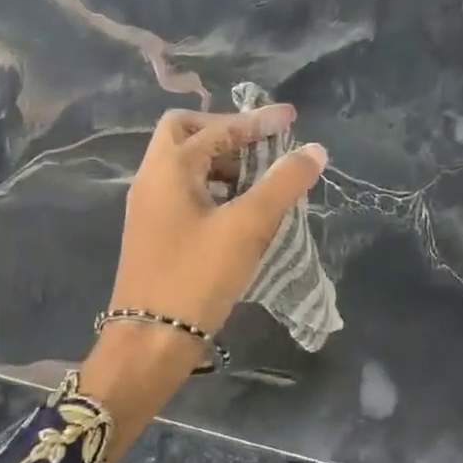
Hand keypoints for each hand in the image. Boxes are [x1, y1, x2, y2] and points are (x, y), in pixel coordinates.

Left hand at [82, 106, 327, 460]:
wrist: (149, 343)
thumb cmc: (197, 277)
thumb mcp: (248, 226)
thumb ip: (283, 184)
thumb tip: (314, 150)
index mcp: (168, 169)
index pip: (217, 128)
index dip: (257, 121)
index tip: (292, 119)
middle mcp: (151, 180)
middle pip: (185, 133)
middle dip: (226, 133)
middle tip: (260, 147)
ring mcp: (148, 208)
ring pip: (183, 164)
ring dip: (220, 161)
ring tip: (257, 179)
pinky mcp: (153, 233)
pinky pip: (184, 191)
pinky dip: (213, 187)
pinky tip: (238, 210)